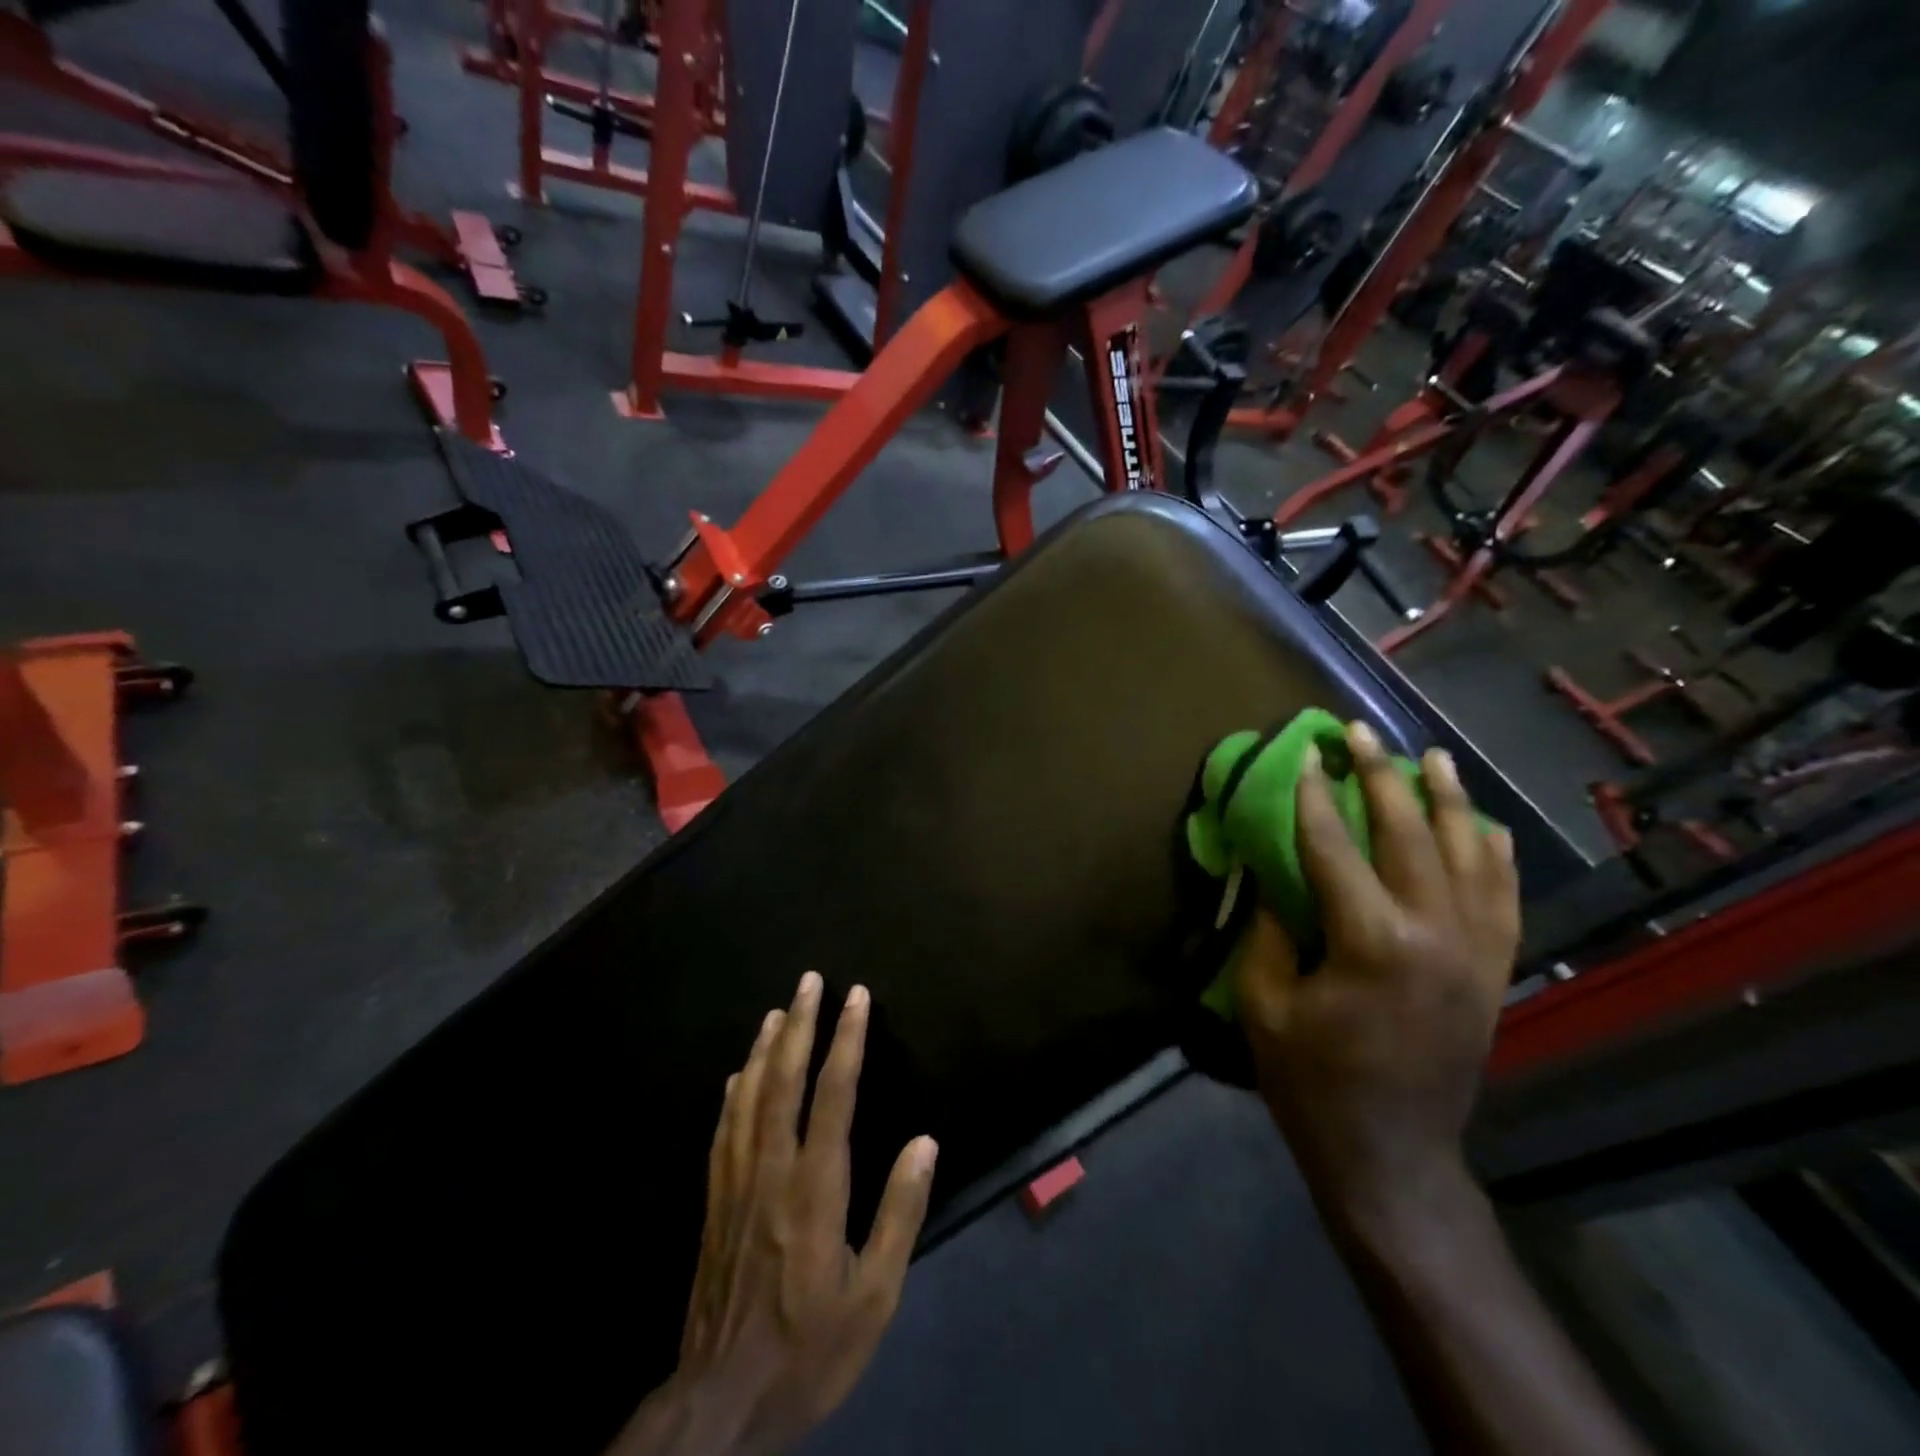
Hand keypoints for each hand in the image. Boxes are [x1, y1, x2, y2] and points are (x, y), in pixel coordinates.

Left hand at [613, 973, 937, 1455]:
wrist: (720, 1402)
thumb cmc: (809, 1348)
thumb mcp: (874, 1297)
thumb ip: (899, 1214)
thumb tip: (924, 1142)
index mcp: (816, 1188)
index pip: (833, 1094)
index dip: (847, 1040)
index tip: (856, 996)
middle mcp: (773, 1171)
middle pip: (784, 1080)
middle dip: (801, 1024)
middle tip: (809, 980)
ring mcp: (737, 1183)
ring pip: (749, 1096)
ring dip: (765, 1047)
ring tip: (778, 1010)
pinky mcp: (714, 1203)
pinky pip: (724, 1131)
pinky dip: (734, 1093)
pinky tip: (738, 1073)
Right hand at [1235, 720, 1519, 1219]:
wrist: (1391, 1156)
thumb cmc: (1311, 1080)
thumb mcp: (1263, 1003)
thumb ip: (1267, 930)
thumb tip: (1270, 875)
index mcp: (1370, 941)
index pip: (1333, 846)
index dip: (1312, 795)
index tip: (1303, 753)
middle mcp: (1434, 933)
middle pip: (1408, 834)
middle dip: (1380, 775)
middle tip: (1359, 731)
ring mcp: (1474, 952)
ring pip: (1469, 855)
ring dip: (1448, 800)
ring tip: (1430, 756)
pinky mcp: (1492, 972)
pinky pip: (1503, 898)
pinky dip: (1495, 854)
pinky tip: (1483, 823)